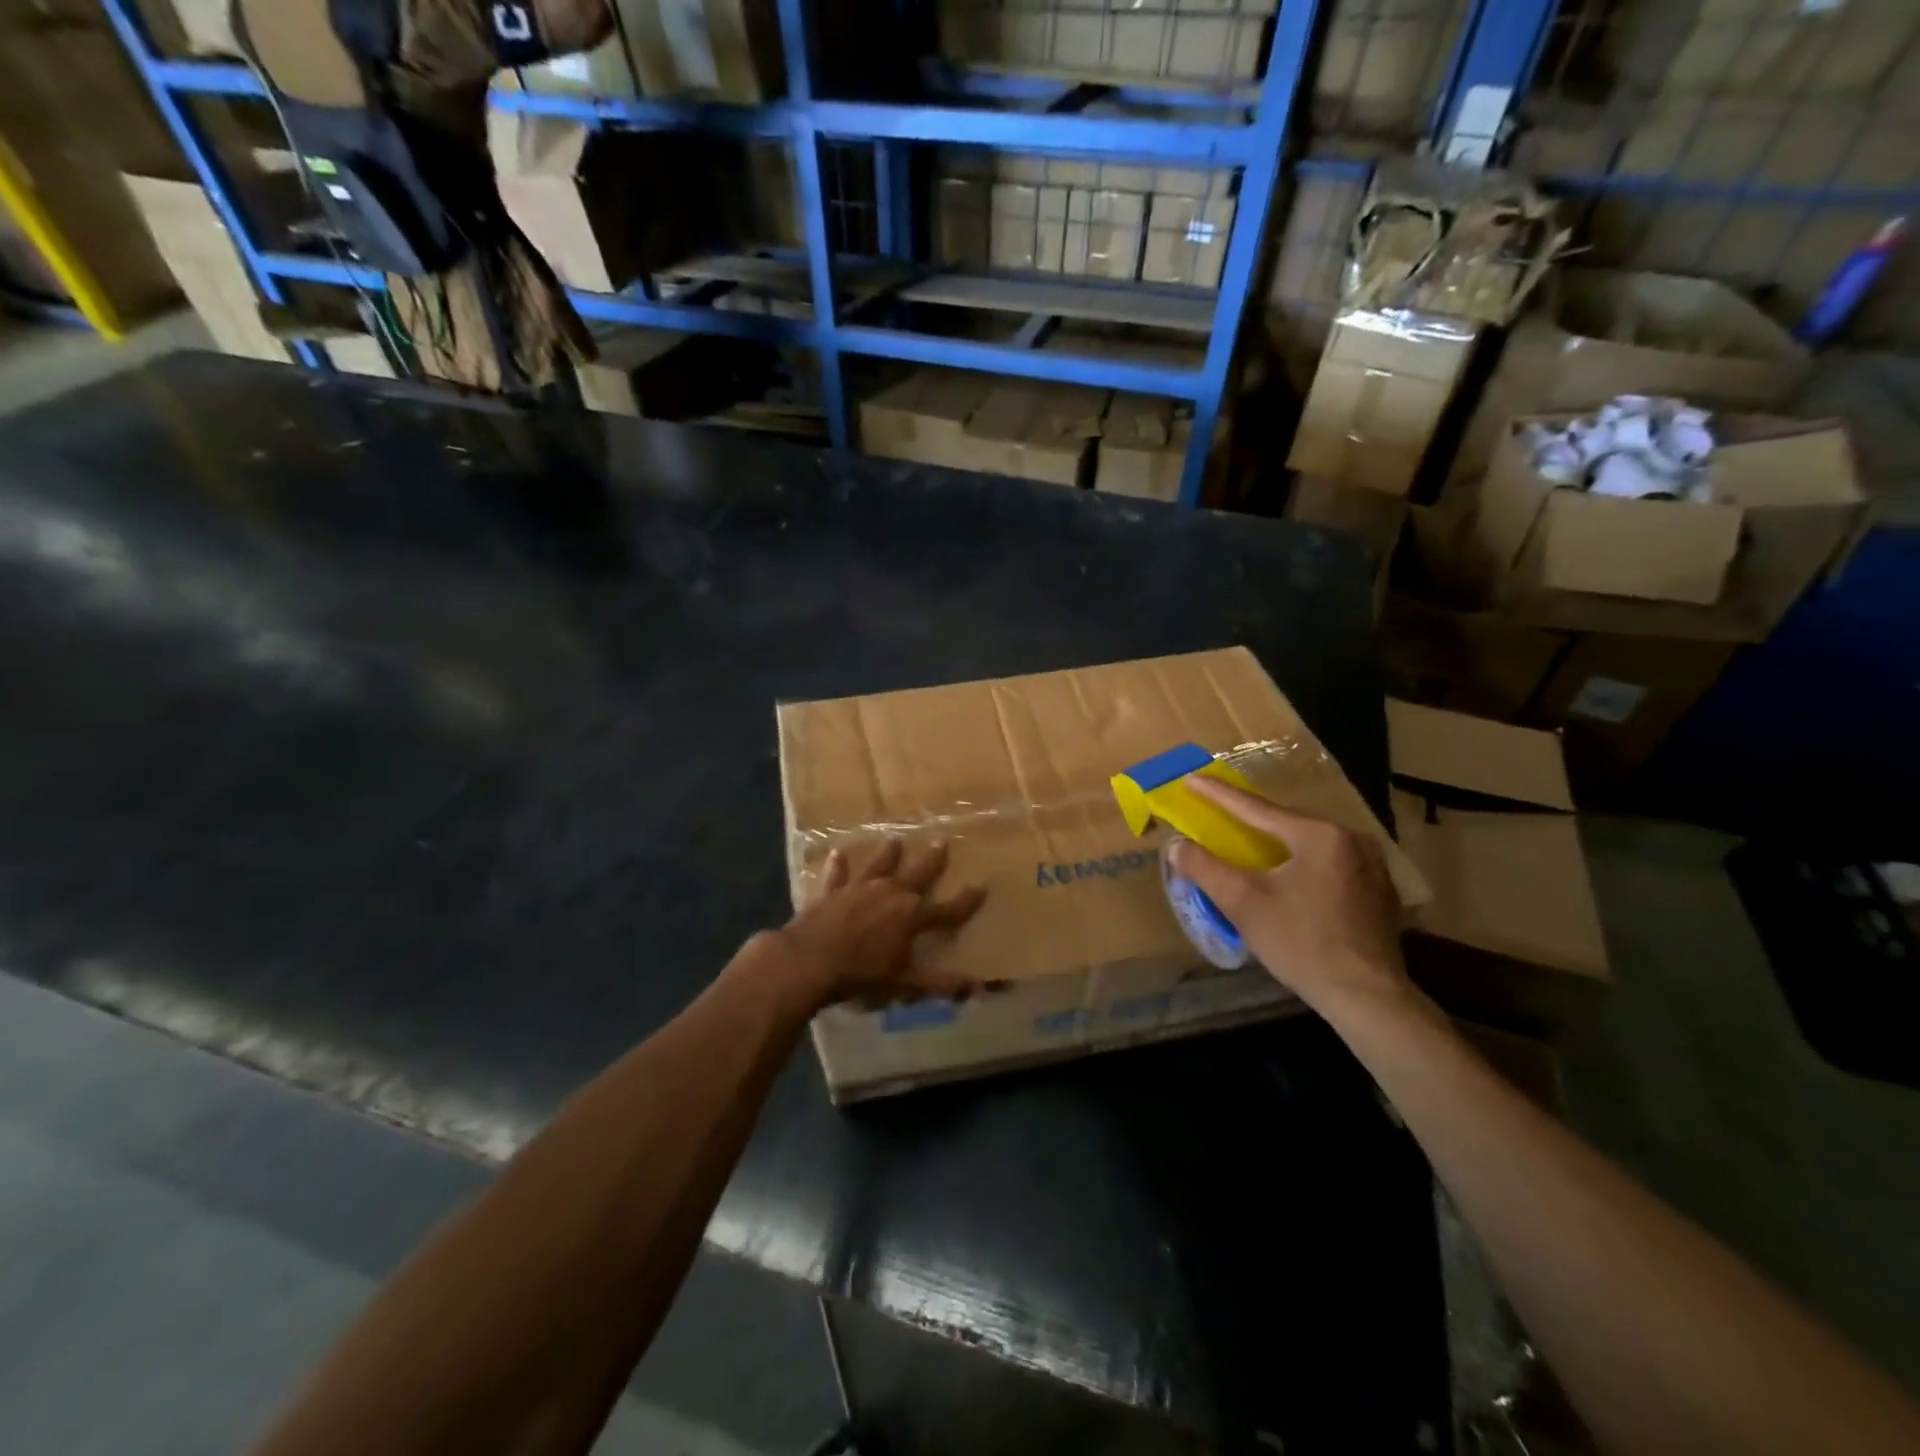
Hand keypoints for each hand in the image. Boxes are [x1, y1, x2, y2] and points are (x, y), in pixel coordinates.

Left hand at [769, 838, 985, 1010]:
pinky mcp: (832, 891)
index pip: (948, 908)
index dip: (967, 900)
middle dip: (932, 859)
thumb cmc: (862, 973)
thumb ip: (940, 983)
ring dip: (888, 853)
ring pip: (879, 864)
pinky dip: (838, 865)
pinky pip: (837, 874)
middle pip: (917, 872)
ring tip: (895, 839)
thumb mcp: (905, 982)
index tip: (982, 886)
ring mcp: (860, 887)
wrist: (809, 961)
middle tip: (941, 840)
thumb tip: (976, 987)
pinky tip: (837, 853)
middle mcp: (890, 892)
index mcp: (912, 914)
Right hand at [1168, 777, 1408, 1014]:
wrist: (1367, 996)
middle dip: (1250, 818)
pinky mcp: (1379, 889)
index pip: (1256, 808)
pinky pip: (1330, 861)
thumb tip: (1176, 845)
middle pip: (1287, 821)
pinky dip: (1302, 860)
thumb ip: (1205, 868)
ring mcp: (1372, 863)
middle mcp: (1351, 838)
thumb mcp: (1243, 903)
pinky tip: (1289, 873)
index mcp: (1318, 835)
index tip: (1191, 779)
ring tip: (1250, 840)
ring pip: (1310, 841)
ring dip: (1278, 840)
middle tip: (1218, 812)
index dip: (1218, 795)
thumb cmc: (1301, 944)